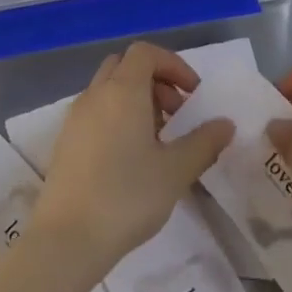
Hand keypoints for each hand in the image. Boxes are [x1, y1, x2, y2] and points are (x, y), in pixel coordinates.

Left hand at [30, 42, 233, 278]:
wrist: (67, 238)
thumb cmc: (127, 197)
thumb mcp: (175, 171)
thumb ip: (204, 143)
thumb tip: (226, 124)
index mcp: (122, 91)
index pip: (146, 53)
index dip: (173, 65)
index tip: (193, 95)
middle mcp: (95, 94)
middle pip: (125, 66)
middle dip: (155, 80)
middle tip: (176, 115)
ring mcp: (76, 116)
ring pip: (109, 89)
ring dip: (136, 100)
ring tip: (157, 140)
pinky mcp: (65, 140)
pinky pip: (95, 111)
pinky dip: (117, 116)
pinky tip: (130, 157)